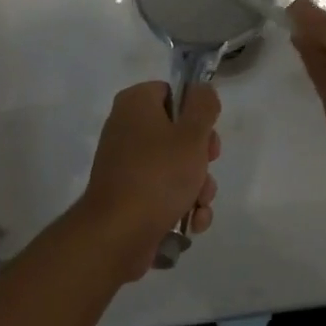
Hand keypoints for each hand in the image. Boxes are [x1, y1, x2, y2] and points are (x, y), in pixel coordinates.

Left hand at [75, 81, 221, 280]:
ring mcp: (126, 164)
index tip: (207, 134)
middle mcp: (126, 128)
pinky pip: (163, 191)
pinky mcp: (129, 195)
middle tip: (206, 168)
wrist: (117, 235)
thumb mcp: (192, 134)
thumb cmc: (158, 175)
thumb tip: (202, 90)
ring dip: (197, 186)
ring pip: (175, 165)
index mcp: (135, 103)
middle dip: (201, 157)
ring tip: (199, 204)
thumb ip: (203, 106)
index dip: (196, 113)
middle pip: (178, 132)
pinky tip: (192, 222)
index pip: (173, 93)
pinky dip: (181, 205)